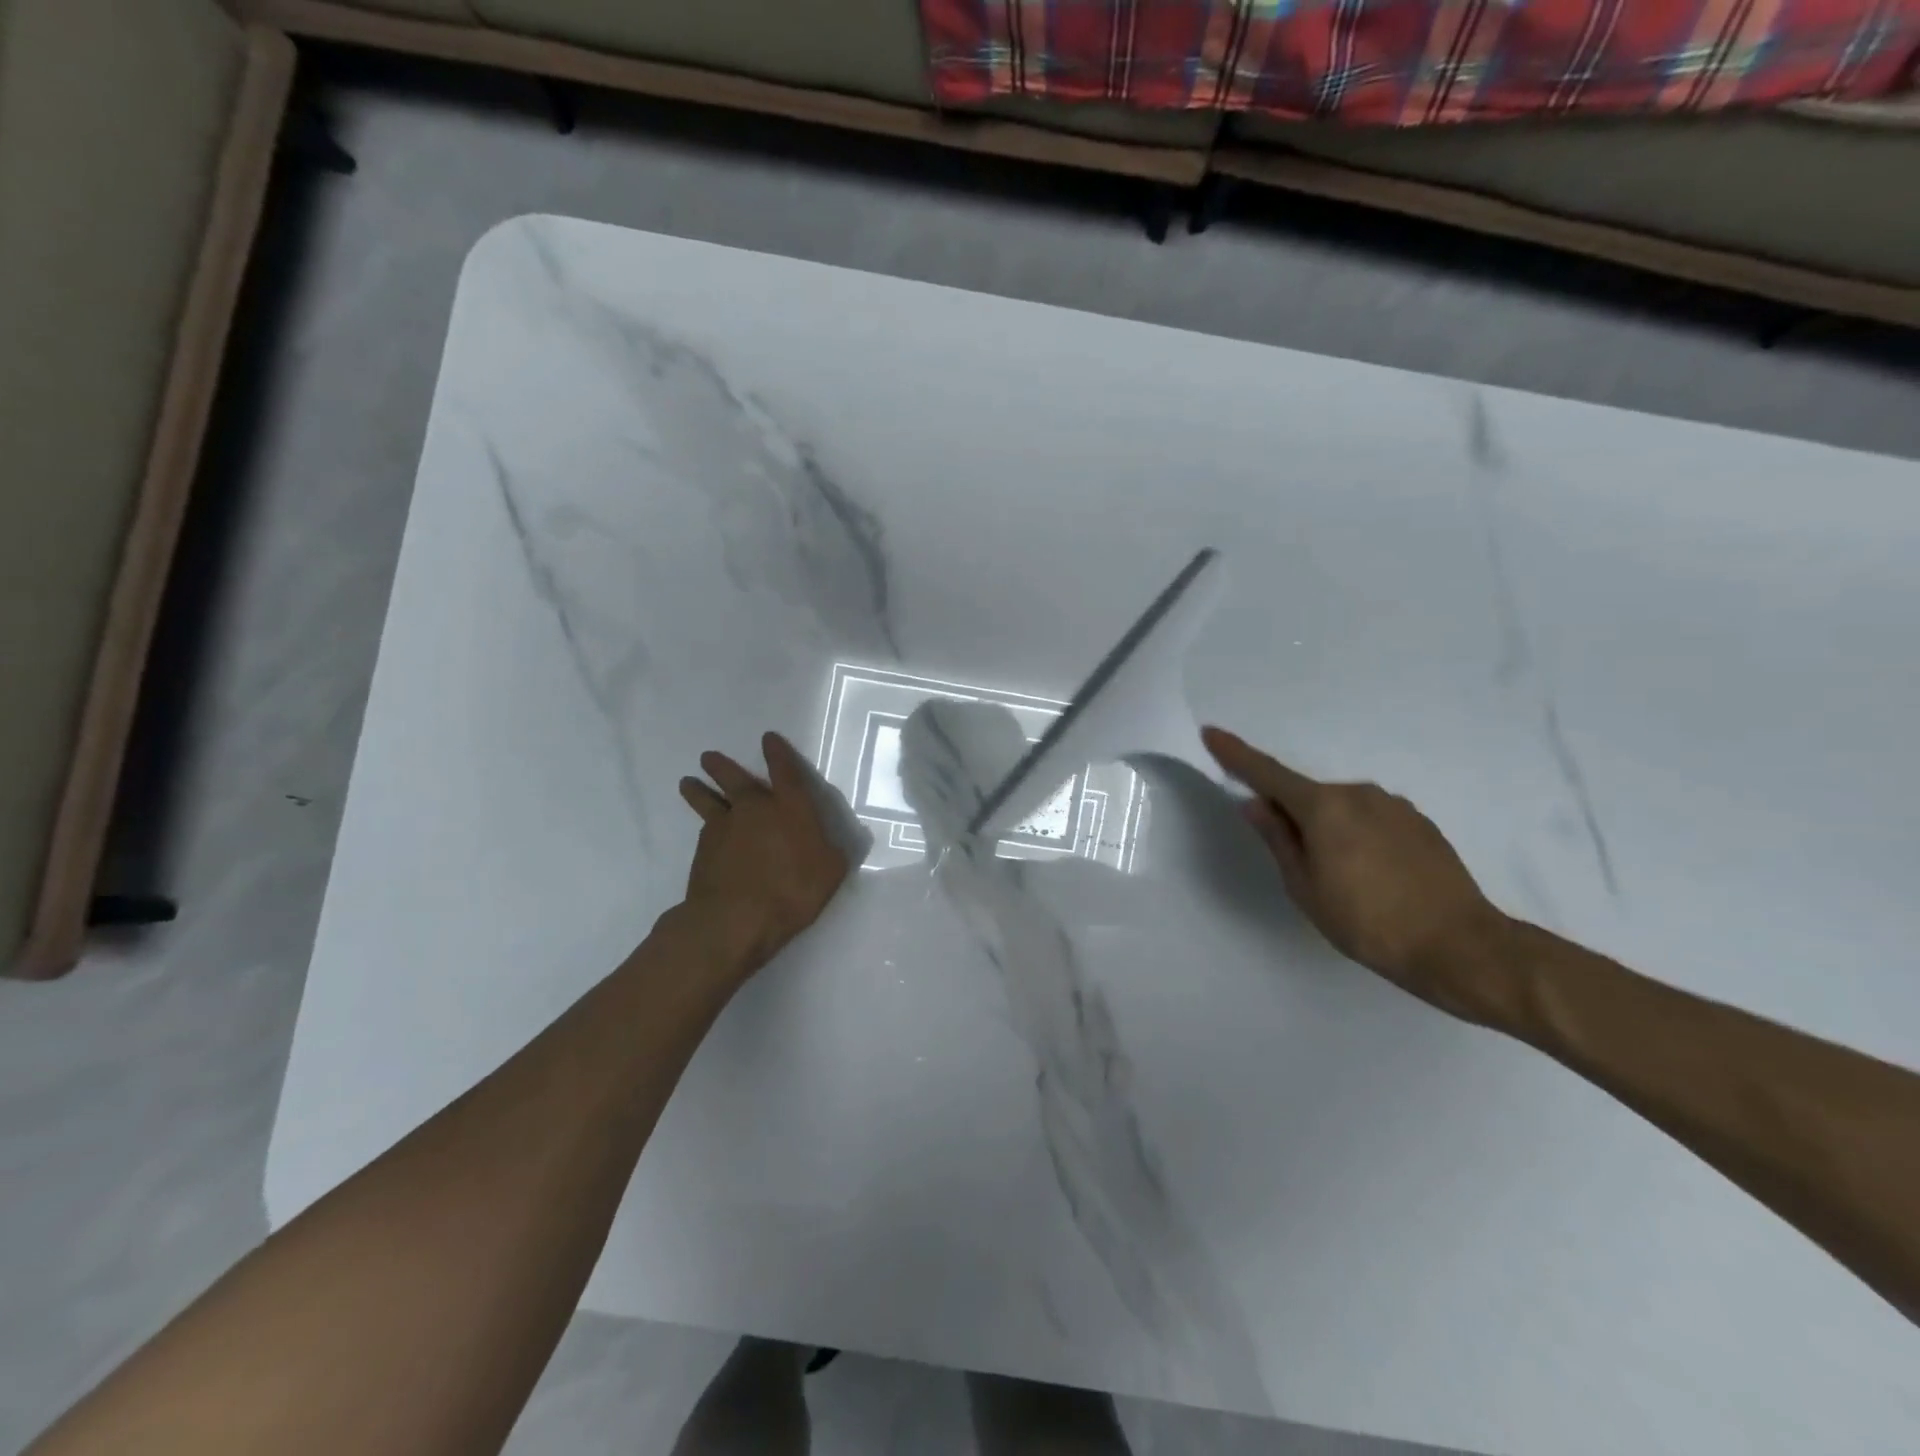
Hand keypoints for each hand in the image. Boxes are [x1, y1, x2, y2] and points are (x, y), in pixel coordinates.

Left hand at [677, 733, 851, 976]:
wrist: (736, 918)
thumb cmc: (792, 890)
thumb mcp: (830, 872)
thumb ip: (832, 853)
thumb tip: (832, 846)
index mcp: (790, 807)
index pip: (785, 771)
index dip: (778, 753)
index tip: (768, 738)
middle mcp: (754, 808)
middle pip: (734, 778)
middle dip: (722, 765)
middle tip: (708, 756)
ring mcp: (724, 827)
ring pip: (707, 800)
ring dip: (698, 789)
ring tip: (687, 782)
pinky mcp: (703, 851)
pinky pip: (704, 831)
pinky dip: (704, 827)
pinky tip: (704, 832)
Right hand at [1202, 726, 1508, 1017]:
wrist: (1459, 946)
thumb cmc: (1367, 922)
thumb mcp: (1305, 887)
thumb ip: (1278, 839)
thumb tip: (1255, 803)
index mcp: (1324, 807)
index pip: (1267, 773)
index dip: (1236, 754)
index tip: (1212, 733)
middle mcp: (1358, 793)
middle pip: (1307, 795)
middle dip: (1292, 815)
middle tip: (1297, 862)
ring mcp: (1394, 805)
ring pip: (1341, 808)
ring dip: (1328, 828)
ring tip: (1343, 878)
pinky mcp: (1420, 822)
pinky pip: (1371, 819)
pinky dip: (1358, 835)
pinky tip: (1373, 875)